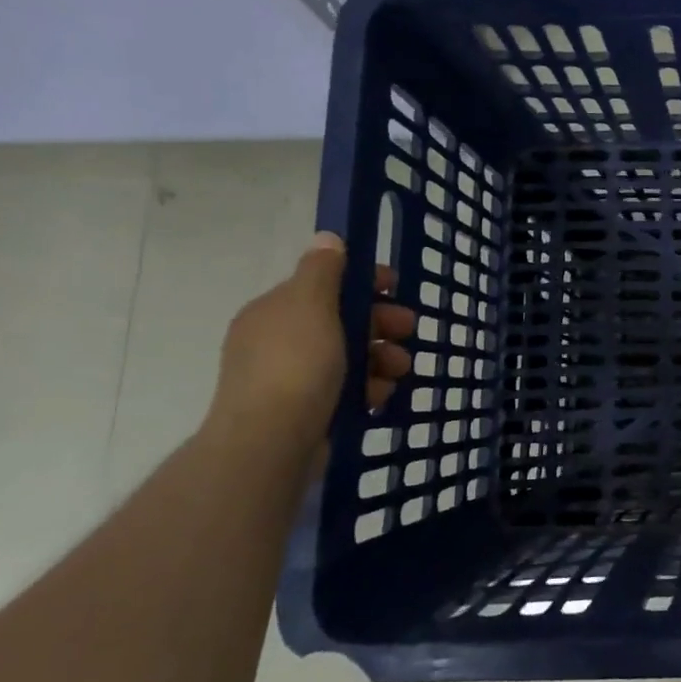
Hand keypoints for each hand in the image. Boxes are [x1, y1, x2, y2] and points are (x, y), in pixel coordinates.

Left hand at [205, 232, 416, 466]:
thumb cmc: (295, 364)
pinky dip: (368, 388)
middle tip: (409, 329)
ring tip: (402, 370)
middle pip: (342, 321)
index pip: (324, 283)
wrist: (271, 443)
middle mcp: (278, 341)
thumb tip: (327, 238)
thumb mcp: (311, 304)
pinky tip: (380, 395)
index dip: (363, 282)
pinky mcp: (305, 412)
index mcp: (275, 310)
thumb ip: (323, 269)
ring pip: (349, 357)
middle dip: (381, 323)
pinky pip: (346, 389)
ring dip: (382, 357)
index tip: (396, 288)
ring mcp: (290, 379)